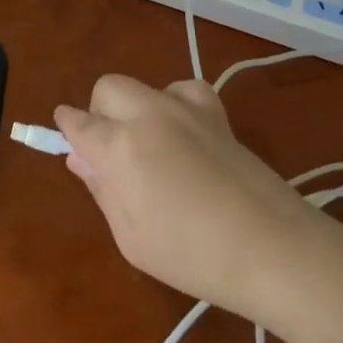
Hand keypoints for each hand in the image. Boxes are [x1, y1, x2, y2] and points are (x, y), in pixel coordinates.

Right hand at [55, 75, 316, 318]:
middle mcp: (147, 115)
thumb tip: (81, 159)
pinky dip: (176, 103)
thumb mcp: (131, 238)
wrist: (274, 250)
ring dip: (136, 108)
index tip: (69, 142)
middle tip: (112, 152)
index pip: (77, 122)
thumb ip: (102, 190)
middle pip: (108, 88)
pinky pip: (184, 90)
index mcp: (119, 146)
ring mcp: (185, 110)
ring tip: (151, 144)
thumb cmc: (192, 256)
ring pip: (144, 86)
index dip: (67, 129)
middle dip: (100, 112)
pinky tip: (183, 132)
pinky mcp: (216, 115)